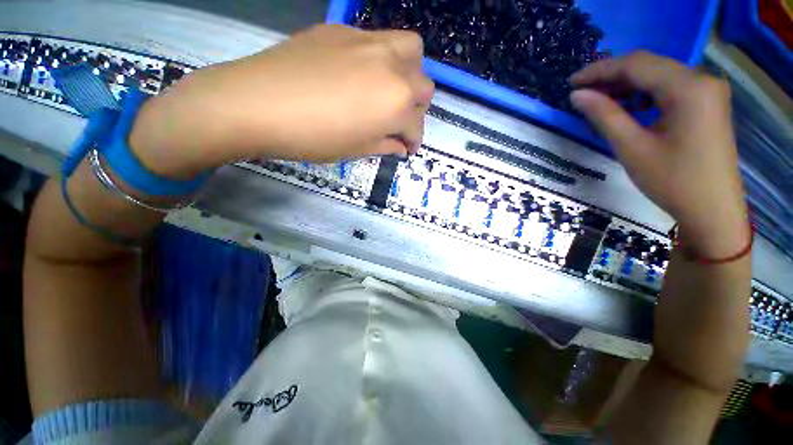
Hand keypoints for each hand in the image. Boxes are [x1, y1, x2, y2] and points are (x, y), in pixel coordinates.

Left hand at [130, 24, 433, 176]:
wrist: (258, 103)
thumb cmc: (313, 137)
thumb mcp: (356, 150)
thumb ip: (385, 145)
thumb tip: (400, 146)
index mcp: (396, 104)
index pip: (416, 126)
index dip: (414, 141)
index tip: (407, 149)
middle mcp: (392, 68)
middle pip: (424, 85)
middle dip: (418, 108)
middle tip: (401, 120)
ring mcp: (368, 42)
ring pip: (410, 49)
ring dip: (409, 73)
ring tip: (390, 90)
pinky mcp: (343, 30)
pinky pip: (378, 40)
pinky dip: (382, 60)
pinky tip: (362, 74)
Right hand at [570, 51, 748, 257]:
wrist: (712, 209)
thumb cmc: (673, 181)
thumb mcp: (632, 148)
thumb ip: (604, 116)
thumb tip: (577, 95)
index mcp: (689, 88)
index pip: (637, 64)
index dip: (600, 70)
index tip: (572, 82)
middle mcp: (702, 80)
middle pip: (649, 65)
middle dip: (612, 75)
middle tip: (581, 92)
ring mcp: (707, 90)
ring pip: (658, 75)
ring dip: (626, 84)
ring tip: (598, 99)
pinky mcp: (706, 102)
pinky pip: (669, 87)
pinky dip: (643, 92)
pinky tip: (627, 105)